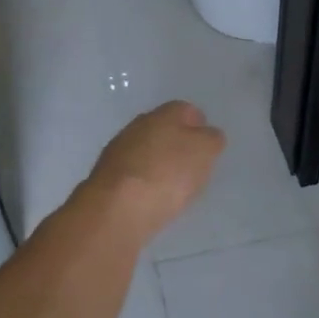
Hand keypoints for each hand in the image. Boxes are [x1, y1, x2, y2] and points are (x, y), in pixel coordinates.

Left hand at [86, 101, 225, 242]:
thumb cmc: (168, 173)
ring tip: (175, 185)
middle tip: (193, 164)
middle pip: (163, 129)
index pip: (185, 109)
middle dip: (177, 143)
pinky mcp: (107, 178)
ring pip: (146, 151)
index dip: (199, 124)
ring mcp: (118, 152)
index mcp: (163, 114)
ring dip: (159, 162)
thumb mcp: (204, 152)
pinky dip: (145, 181)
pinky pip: (134, 174)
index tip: (208, 143)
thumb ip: (211, 140)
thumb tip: (208, 136)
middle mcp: (137, 126)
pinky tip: (153, 197)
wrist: (118, 208)